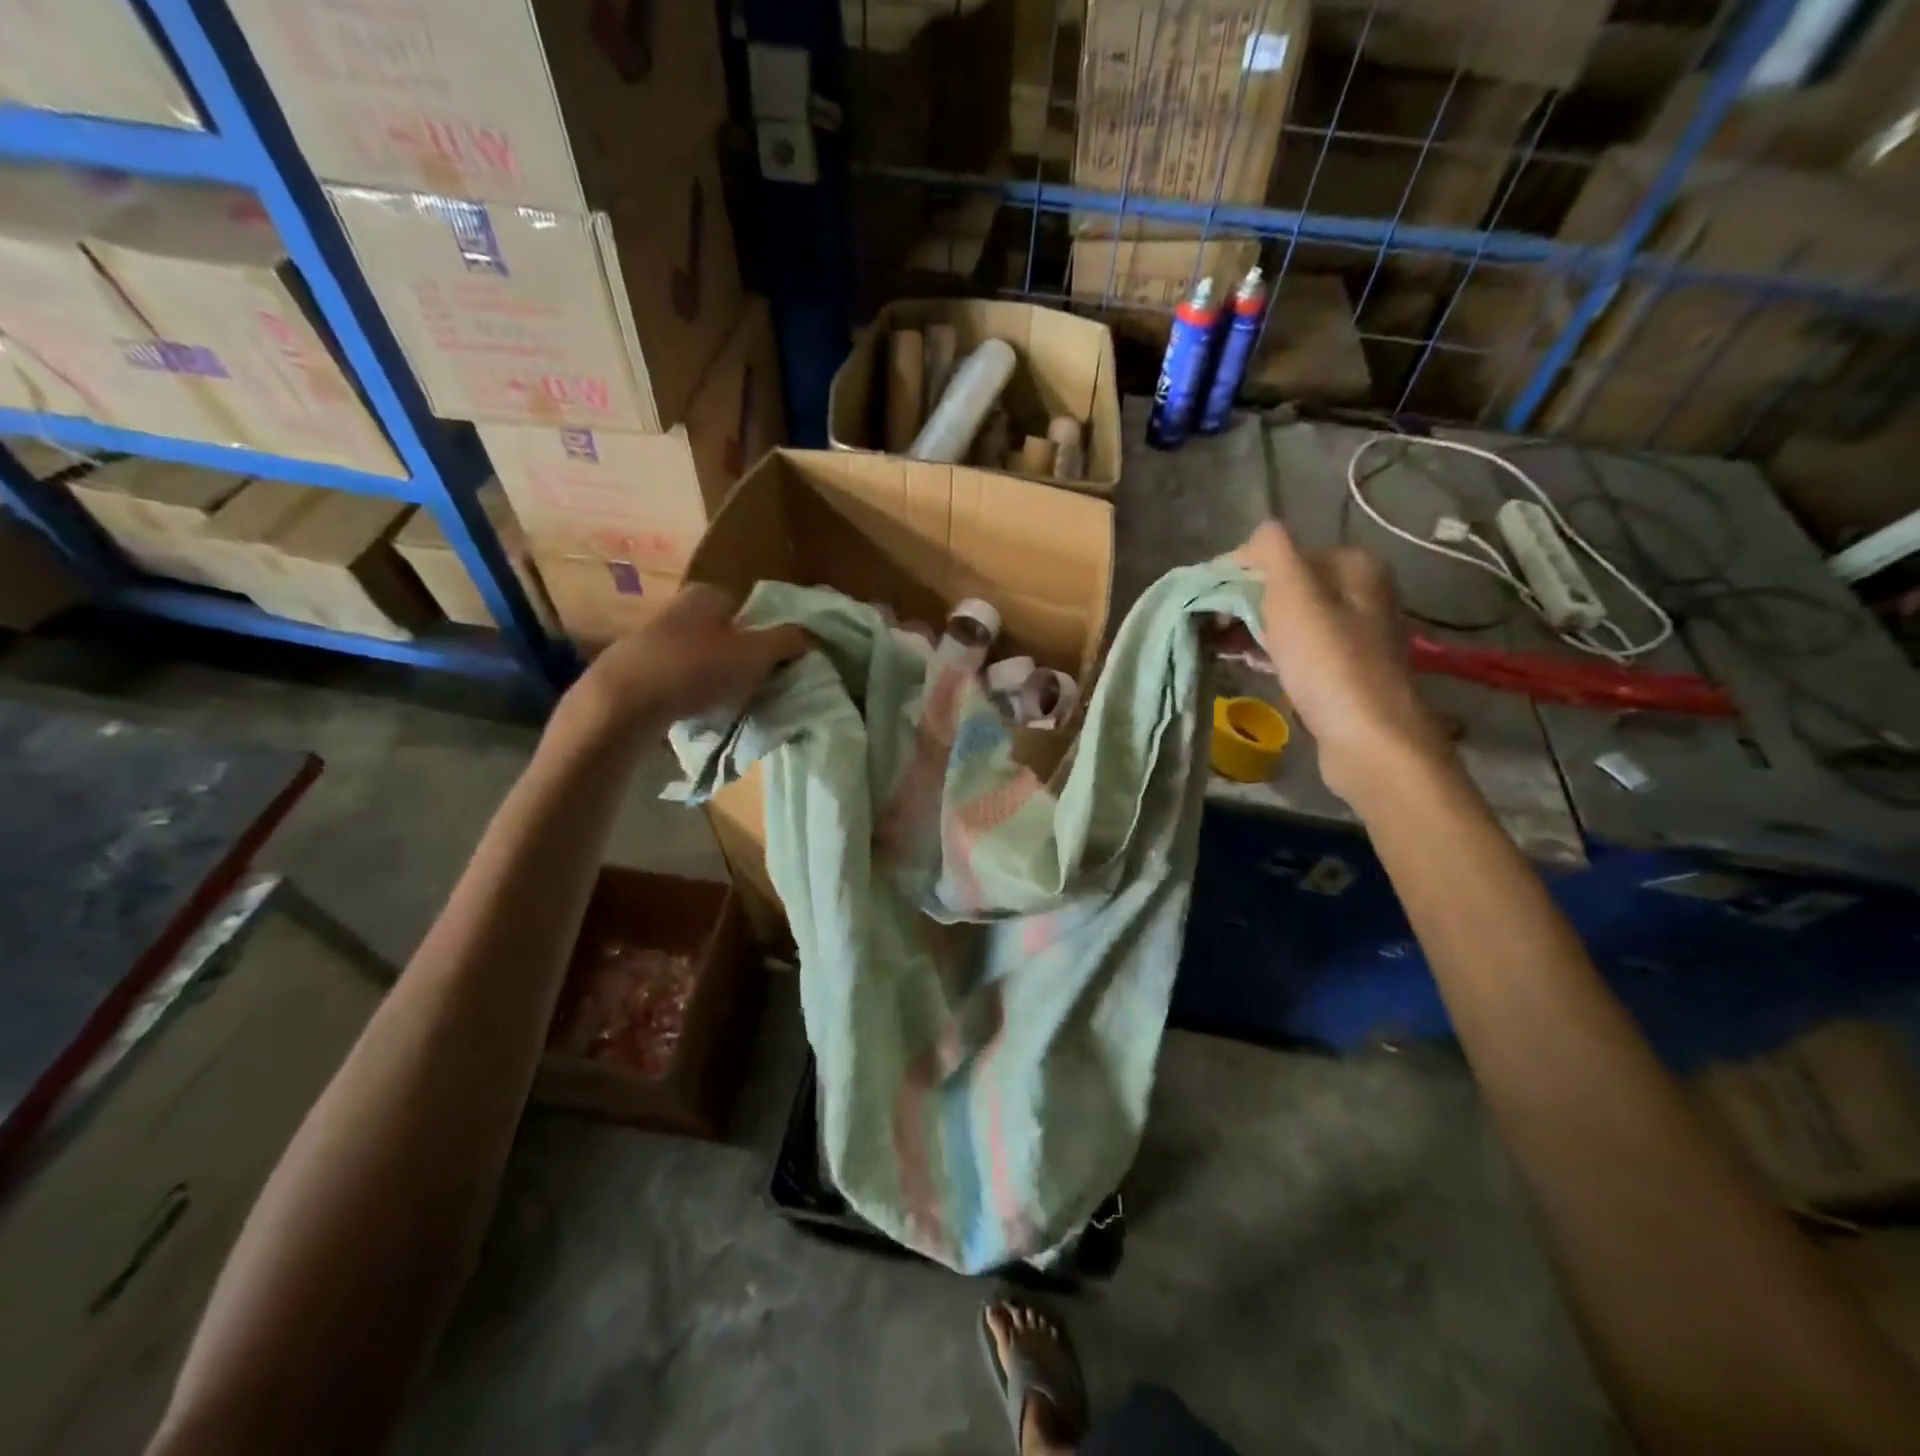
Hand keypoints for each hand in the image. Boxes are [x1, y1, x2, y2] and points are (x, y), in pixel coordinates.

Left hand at [573, 585, 810, 728]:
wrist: (622, 703)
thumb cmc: (695, 669)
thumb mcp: (755, 655)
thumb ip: (787, 641)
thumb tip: (811, 637)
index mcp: (708, 594)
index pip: (751, 608)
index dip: (769, 635)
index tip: (777, 664)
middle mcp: (679, 607)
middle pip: (727, 633)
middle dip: (743, 657)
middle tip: (758, 685)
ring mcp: (653, 637)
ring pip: (703, 656)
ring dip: (718, 677)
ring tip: (730, 703)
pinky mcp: (637, 668)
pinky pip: (680, 678)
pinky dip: (693, 691)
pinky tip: (698, 711)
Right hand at [1234, 521, 1451, 802]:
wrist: (1367, 738)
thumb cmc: (1326, 660)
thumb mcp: (1293, 591)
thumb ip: (1271, 550)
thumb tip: (1255, 537)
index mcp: (1351, 563)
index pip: (1278, 553)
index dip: (1235, 573)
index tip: (1204, 601)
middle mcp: (1358, 591)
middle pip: (1281, 586)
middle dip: (1240, 602)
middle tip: (1207, 626)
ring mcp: (1352, 632)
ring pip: (1285, 618)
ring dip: (1248, 627)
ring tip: (1215, 645)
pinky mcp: (1342, 669)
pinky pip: (1294, 648)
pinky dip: (1266, 650)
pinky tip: (1243, 662)